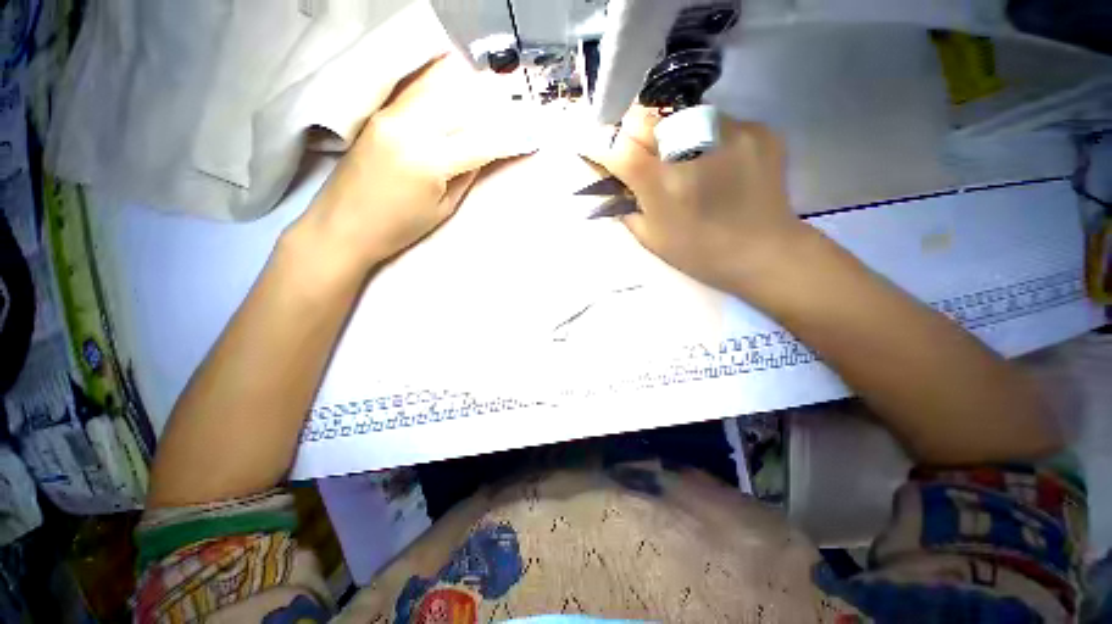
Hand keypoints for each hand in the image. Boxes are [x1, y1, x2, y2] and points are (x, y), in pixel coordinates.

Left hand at [291, 54, 537, 275]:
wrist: (342, 226)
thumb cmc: (398, 228)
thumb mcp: (442, 209)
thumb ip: (466, 175)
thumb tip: (485, 152)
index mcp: (430, 161)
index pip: (481, 142)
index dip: (509, 140)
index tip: (529, 137)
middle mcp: (410, 128)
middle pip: (462, 104)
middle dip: (492, 107)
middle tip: (513, 110)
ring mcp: (390, 115)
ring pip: (438, 87)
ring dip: (467, 89)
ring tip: (489, 91)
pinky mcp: (378, 113)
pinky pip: (415, 90)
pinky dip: (438, 83)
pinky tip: (453, 82)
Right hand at [583, 106, 806, 294]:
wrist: (763, 252)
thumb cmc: (698, 252)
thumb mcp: (650, 237)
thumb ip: (626, 205)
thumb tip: (615, 182)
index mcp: (660, 182)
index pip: (616, 145)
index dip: (601, 145)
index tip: (599, 150)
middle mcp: (690, 147)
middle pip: (644, 115)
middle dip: (633, 133)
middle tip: (642, 153)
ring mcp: (728, 132)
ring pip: (680, 111)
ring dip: (671, 131)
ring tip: (684, 159)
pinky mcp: (757, 129)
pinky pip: (717, 119)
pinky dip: (707, 137)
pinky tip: (716, 162)